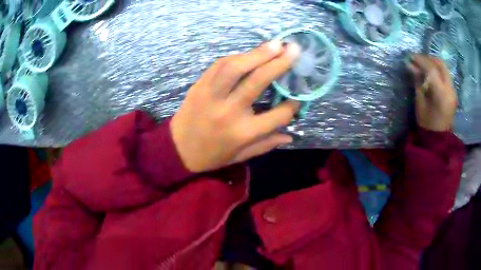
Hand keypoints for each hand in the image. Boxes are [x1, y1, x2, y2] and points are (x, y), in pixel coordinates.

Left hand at [170, 42, 300, 172]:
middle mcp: (229, 111)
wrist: (177, 149)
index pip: (278, 115)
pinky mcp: (199, 86)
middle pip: (257, 81)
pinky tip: (249, 54)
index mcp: (243, 133)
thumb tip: (290, 136)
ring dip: (257, 53)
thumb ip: (266, 145)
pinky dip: (236, 57)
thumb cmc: (212, 155)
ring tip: (275, 44)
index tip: (298, 98)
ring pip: (235, 68)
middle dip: (279, 63)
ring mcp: (211, 96)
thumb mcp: (240, 156)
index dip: (292, 105)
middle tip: (293, 50)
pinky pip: (219, 66)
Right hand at [406, 54, 456, 131]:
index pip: (432, 68)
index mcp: (441, 93)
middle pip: (441, 64)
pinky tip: (431, 74)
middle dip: (428, 58)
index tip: (411, 57)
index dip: (421, 60)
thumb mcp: (420, 102)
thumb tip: (410, 64)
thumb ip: (417, 81)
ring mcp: (453, 91)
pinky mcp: (453, 92)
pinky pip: (446, 75)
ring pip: (444, 68)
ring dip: (433, 63)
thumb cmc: (427, 123)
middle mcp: (450, 89)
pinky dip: (438, 70)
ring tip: (424, 65)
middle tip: (418, 59)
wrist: (438, 139)